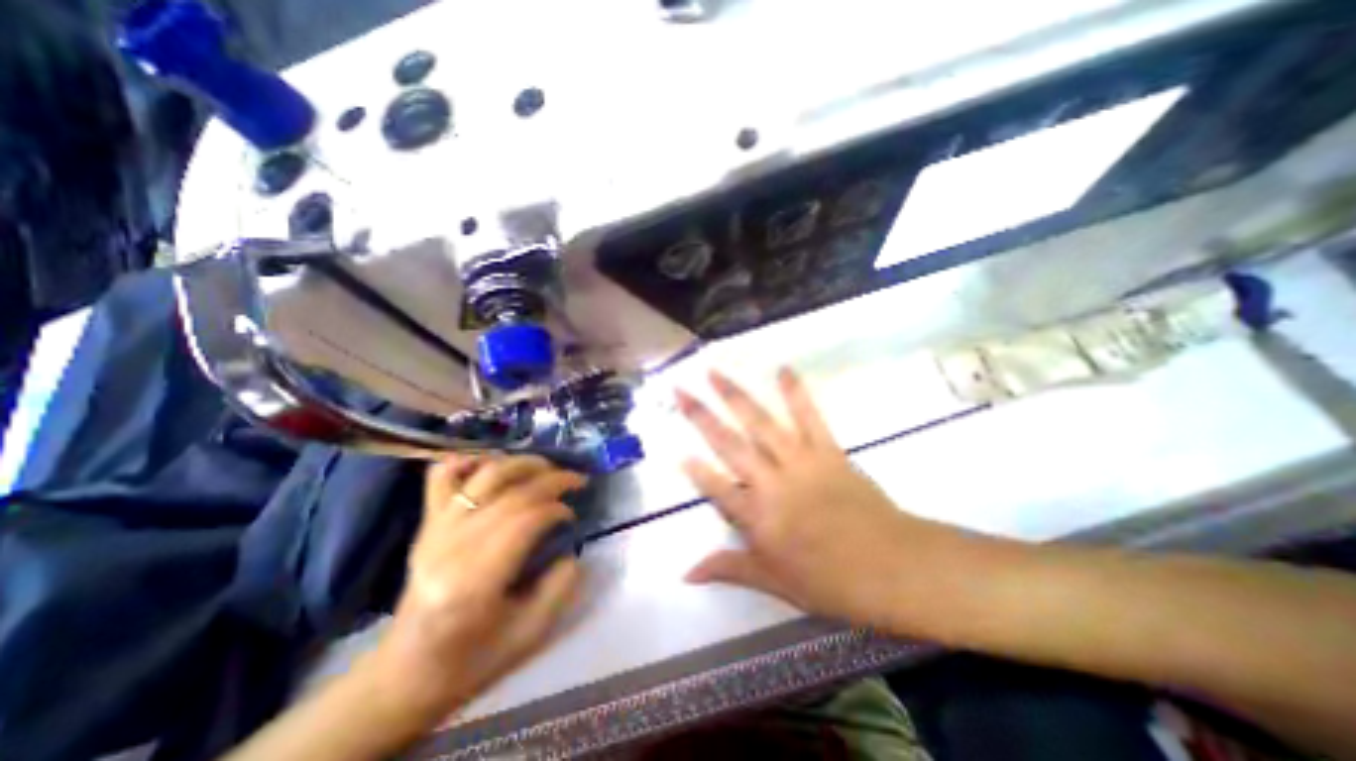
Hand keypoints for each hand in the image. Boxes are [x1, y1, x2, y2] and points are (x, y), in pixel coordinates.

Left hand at [367, 455, 584, 729]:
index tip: (572, 516)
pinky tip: (496, 465)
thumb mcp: (530, 633)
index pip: (525, 520)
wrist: (407, 673)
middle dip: (552, 478)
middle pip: (510, 492)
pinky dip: (471, 460)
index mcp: (474, 582)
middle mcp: (450, 547)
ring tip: (546, 467)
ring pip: (483, 475)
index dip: (557, 509)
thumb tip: (571, 547)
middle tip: (576, 480)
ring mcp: (434, 530)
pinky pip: (443, 476)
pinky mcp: (426, 524)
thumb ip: (560, 586)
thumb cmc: (473, 659)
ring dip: (522, 463)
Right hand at [673, 368, 970, 629]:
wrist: (894, 567)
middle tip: (680, 391)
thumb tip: (685, 574)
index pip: (716, 488)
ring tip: (714, 372)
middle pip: (729, 444)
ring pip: (760, 423)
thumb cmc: (831, 581)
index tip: (677, 451)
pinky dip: (795, 392)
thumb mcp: (775, 583)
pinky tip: (782, 369)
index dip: (696, 471)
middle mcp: (772, 482)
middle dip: (701, 416)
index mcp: (758, 517)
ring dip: (735, 395)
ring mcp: (800, 461)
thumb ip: (728, 569)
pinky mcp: (828, 450)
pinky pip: (808, 416)